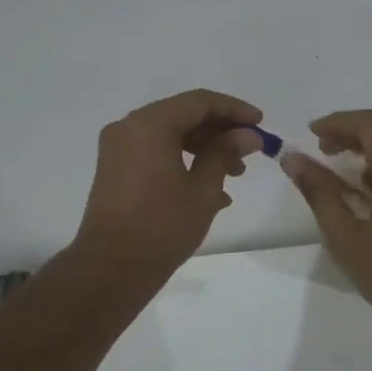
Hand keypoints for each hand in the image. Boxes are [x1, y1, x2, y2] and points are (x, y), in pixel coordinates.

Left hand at [72, 89, 263, 279]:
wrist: (111, 269)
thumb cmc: (162, 227)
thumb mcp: (203, 189)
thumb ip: (225, 153)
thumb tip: (248, 135)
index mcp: (150, 124)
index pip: (200, 102)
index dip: (234, 110)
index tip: (261, 124)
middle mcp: (129, 127)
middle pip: (183, 115)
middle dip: (220, 131)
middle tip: (250, 151)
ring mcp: (119, 148)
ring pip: (170, 134)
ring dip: (204, 147)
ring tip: (235, 174)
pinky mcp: (115, 168)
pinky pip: (155, 151)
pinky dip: (183, 160)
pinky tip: (210, 188)